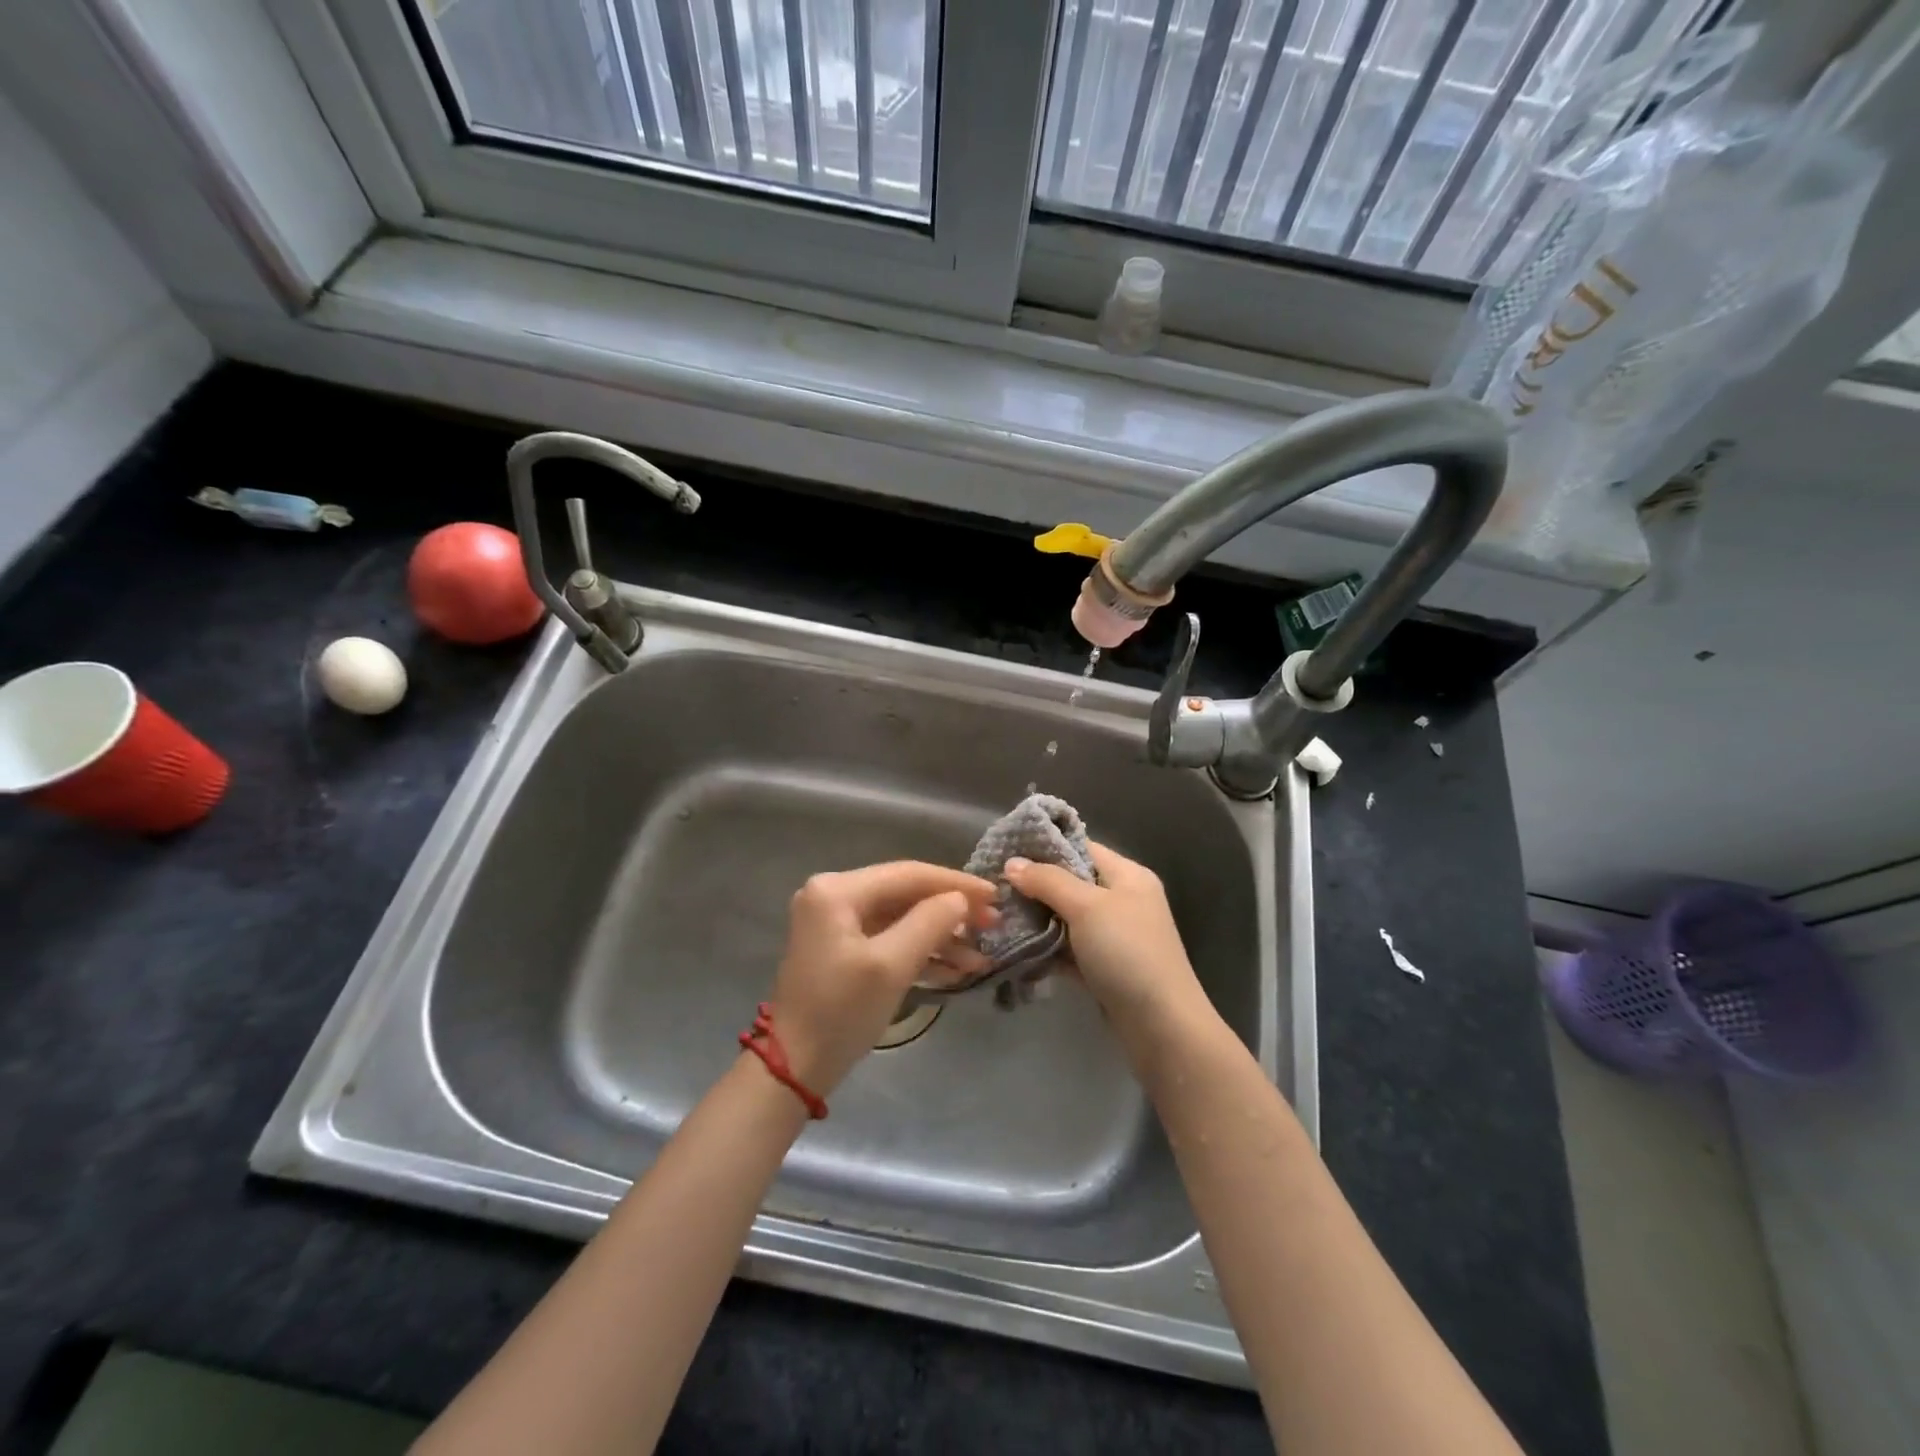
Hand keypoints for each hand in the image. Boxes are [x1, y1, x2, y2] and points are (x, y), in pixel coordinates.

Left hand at [768, 862, 997, 1094]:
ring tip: (981, 958)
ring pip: (902, 918)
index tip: (995, 896)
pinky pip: (890, 938)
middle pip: (906, 894)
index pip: (908, 874)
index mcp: (838, 889)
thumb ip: (930, 923)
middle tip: (993, 926)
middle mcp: (834, 895)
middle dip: (951, 912)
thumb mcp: (891, 965)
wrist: (793, 1068)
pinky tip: (957, 970)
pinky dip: (921, 952)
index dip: (956, 883)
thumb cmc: (840, 1011)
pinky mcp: (842, 948)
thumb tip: (961, 899)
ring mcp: (836, 922)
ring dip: (941, 937)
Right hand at [1004, 841, 1206, 1032]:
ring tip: (999, 918)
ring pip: (1067, 917)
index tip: (1005, 852)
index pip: (1081, 848)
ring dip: (1037, 919)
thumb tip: (1012, 863)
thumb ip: (1048, 881)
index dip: (1044, 848)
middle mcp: (1123, 900)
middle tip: (996, 890)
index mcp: (1128, 876)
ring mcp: (1115, 936)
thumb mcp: (1087, 907)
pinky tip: (1016, 948)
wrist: (1162, 1026)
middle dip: (1035, 887)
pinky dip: (1047, 948)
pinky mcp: (1105, 967)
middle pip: (1071, 883)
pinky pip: (1069, 948)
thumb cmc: (1128, 953)